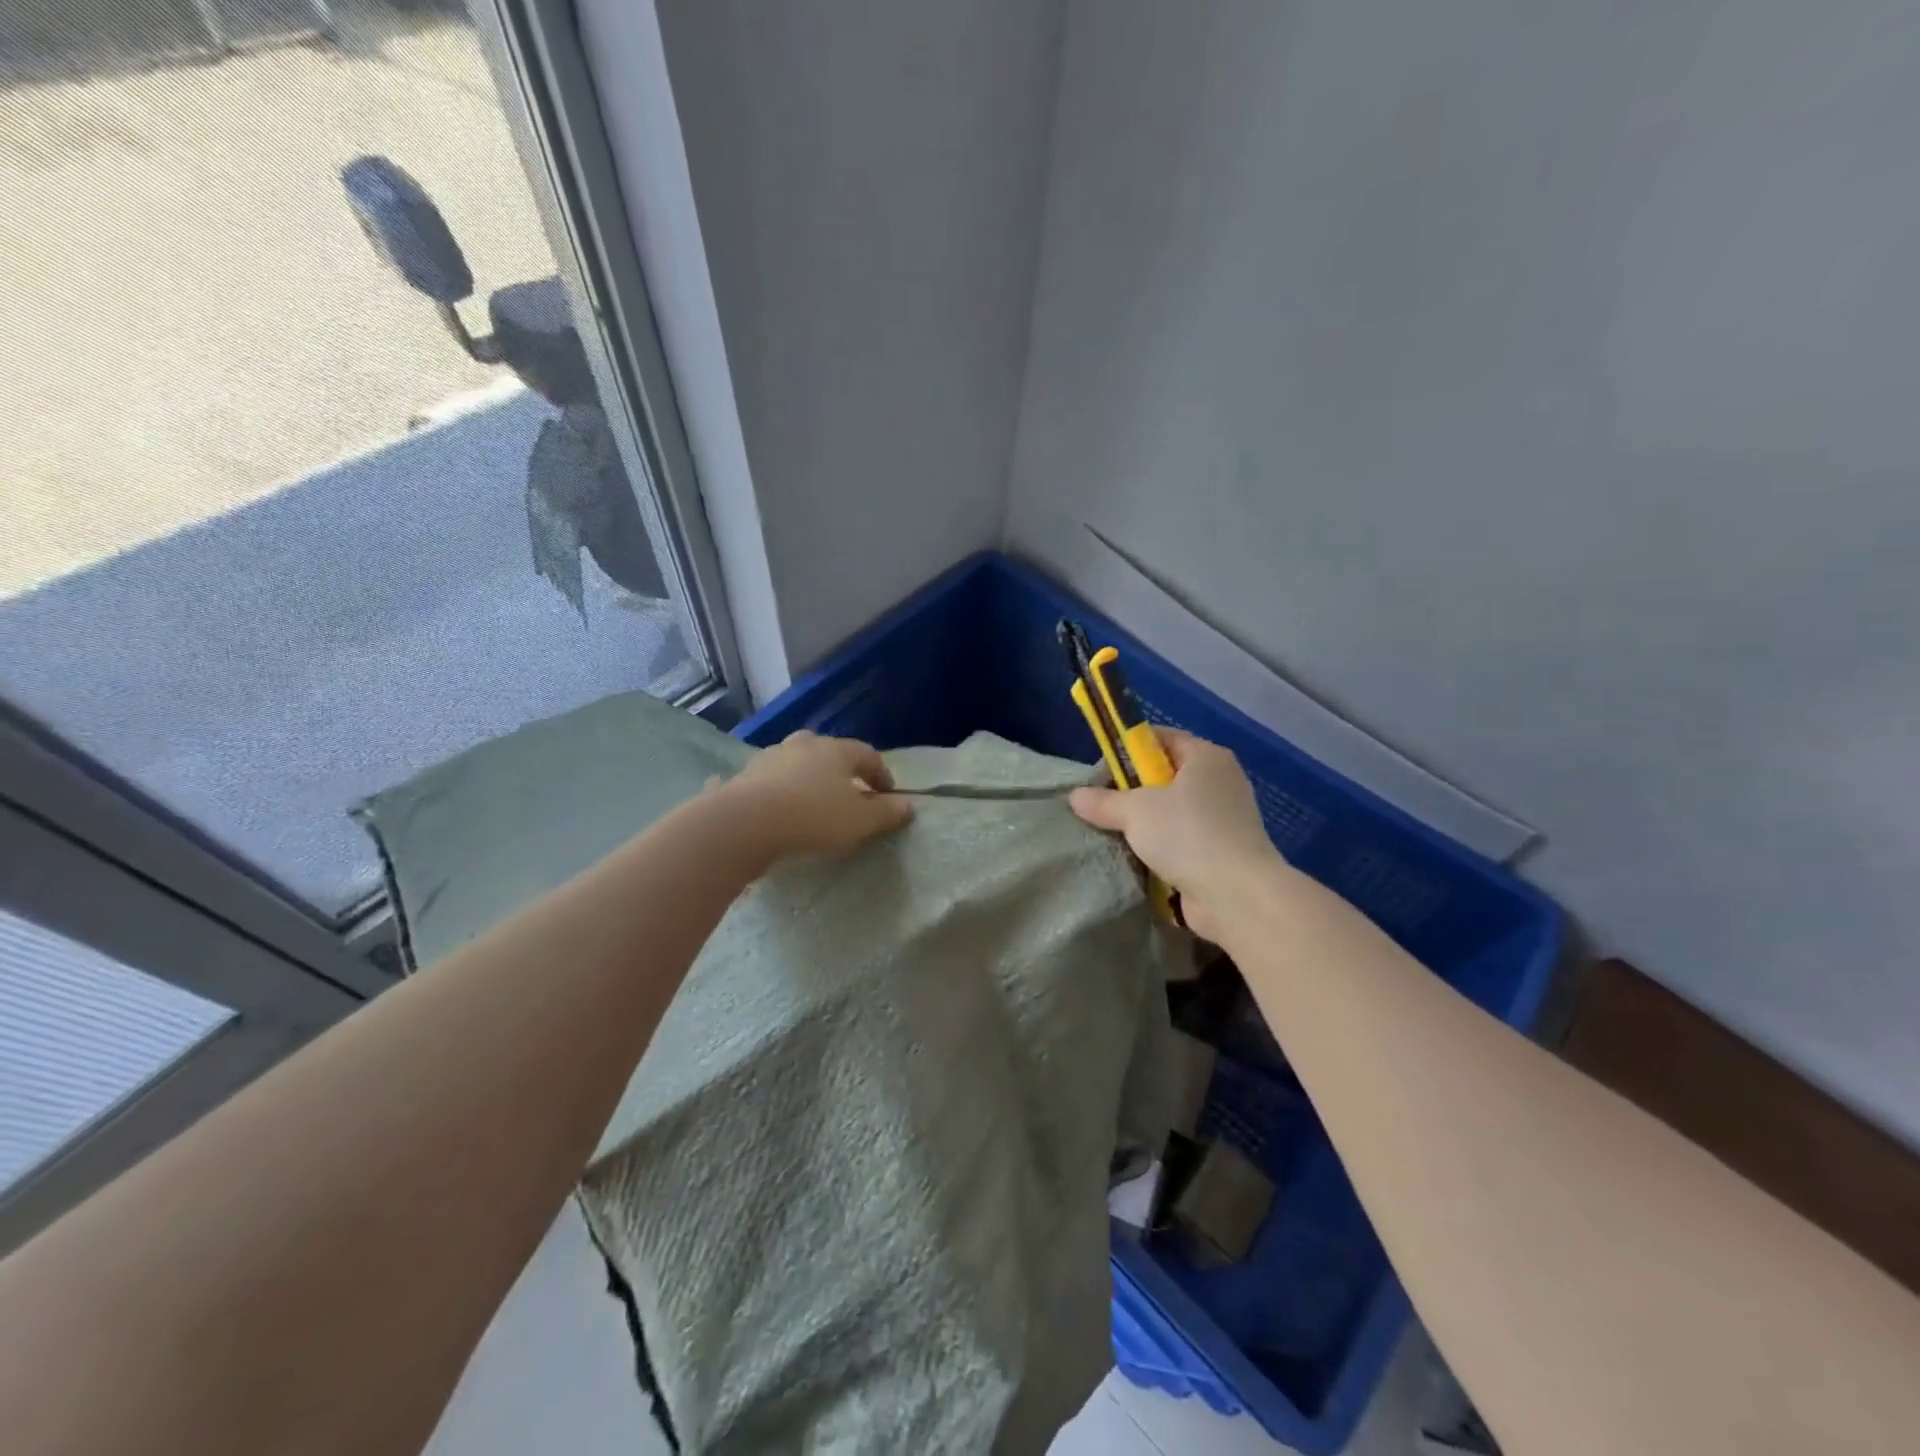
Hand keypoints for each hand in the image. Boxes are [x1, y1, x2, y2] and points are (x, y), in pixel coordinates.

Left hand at [719, 730, 913, 861]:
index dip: (881, 774)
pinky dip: (767, 788)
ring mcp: (768, 758)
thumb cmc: (814, 817)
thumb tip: (908, 805)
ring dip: (804, 777)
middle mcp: (802, 745)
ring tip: (810, 801)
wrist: (745, 823)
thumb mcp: (860, 821)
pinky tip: (765, 802)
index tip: (888, 794)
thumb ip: (886, 813)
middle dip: (840, 770)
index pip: (868, 755)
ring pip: (793, 763)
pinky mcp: (741, 777)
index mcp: (836, 750)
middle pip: (828, 752)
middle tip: (848, 792)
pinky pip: (761, 781)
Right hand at [1068, 730, 1283, 940]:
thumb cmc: (1188, 835)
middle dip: (1131, 790)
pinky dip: (1161, 846)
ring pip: (1172, 810)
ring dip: (1144, 823)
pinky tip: (1137, 858)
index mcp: (1205, 756)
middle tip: (1102, 807)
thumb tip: (1075, 796)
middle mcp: (1220, 780)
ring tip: (1115, 835)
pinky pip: (1182, 839)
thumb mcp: (1135, 811)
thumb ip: (1103, 801)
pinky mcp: (1223, 850)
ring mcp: (1225, 817)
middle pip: (1164, 774)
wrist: (1238, 895)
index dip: (1127, 750)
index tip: (1100, 775)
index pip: (1159, 738)